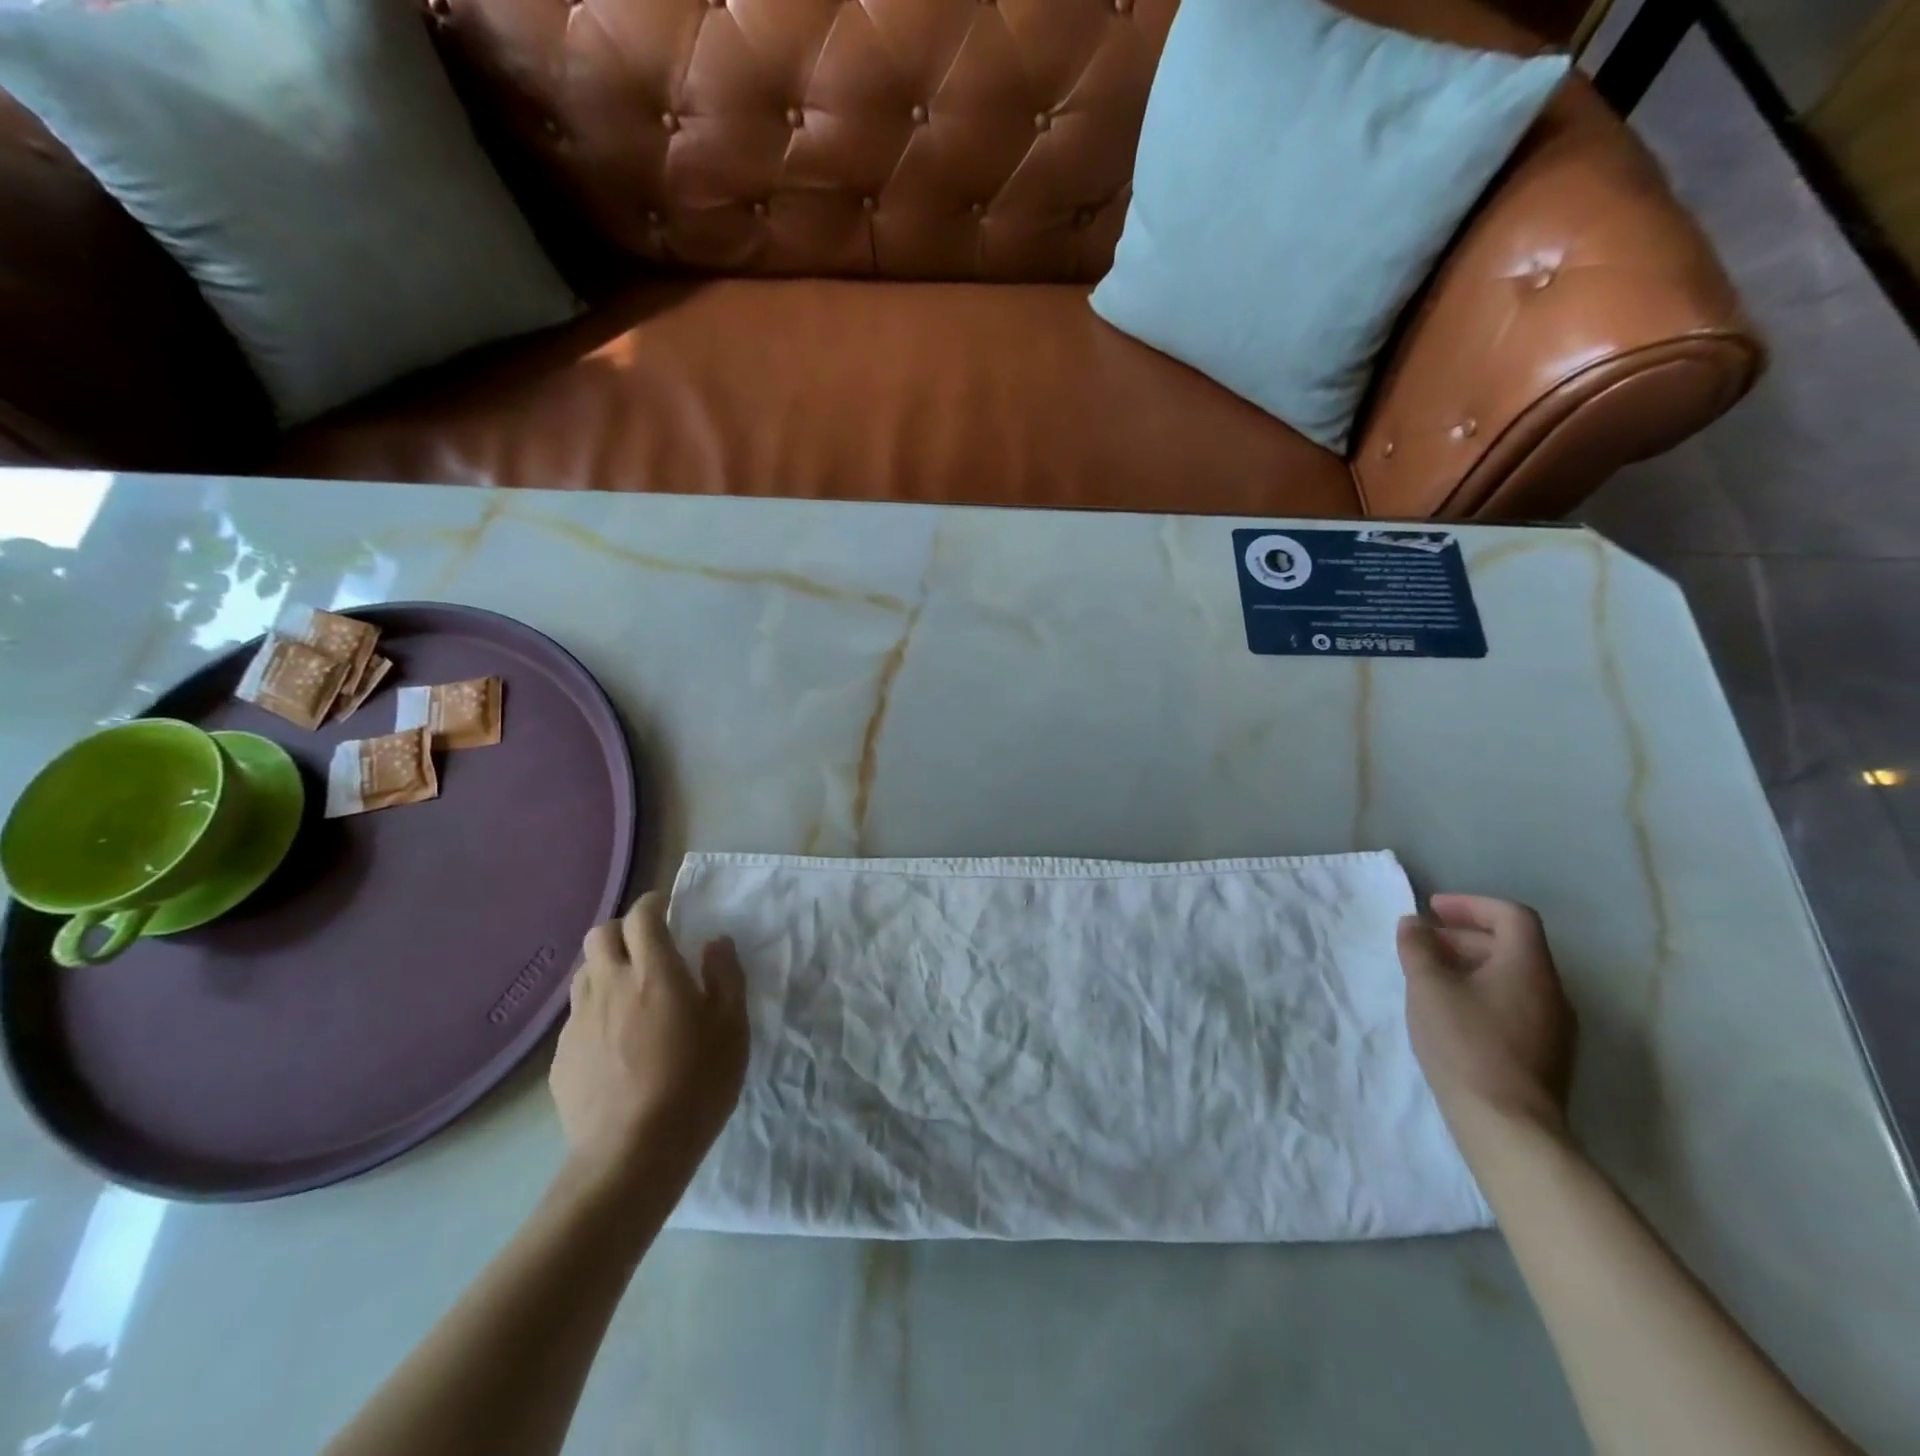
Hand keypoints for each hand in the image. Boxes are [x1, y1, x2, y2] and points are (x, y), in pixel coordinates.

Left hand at [550, 892, 747, 1192]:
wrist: (632, 1155)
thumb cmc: (695, 1084)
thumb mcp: (732, 1026)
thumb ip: (726, 975)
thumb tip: (715, 943)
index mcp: (653, 972)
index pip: (642, 916)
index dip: (654, 904)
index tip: (667, 908)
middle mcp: (609, 985)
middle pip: (601, 934)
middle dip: (623, 930)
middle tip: (648, 949)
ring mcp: (579, 1022)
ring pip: (584, 973)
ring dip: (605, 968)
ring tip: (630, 993)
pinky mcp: (561, 1058)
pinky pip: (576, 1017)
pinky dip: (596, 1013)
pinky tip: (614, 1044)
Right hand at [1396, 894, 1575, 1139]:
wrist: (1508, 1126)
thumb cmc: (1465, 1043)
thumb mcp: (1428, 986)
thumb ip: (1418, 947)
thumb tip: (1415, 924)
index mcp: (1529, 967)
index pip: (1512, 916)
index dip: (1471, 905)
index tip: (1433, 910)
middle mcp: (1552, 991)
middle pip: (1512, 946)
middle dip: (1464, 937)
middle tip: (1423, 945)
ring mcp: (1554, 1027)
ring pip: (1512, 978)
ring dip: (1471, 966)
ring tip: (1430, 978)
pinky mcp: (1546, 1056)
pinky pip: (1515, 1006)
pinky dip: (1482, 994)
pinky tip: (1451, 1014)